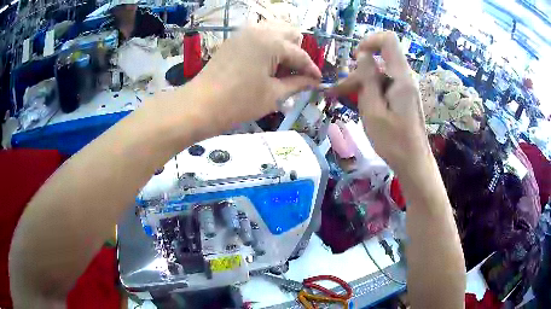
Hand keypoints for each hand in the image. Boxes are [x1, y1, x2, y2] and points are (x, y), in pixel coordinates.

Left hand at [185, 22, 321, 132]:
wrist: (200, 105)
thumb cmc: (239, 102)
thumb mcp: (273, 94)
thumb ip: (297, 84)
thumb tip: (313, 82)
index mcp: (272, 42)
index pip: (300, 55)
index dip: (312, 70)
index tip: (318, 81)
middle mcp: (260, 30)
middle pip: (290, 33)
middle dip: (298, 53)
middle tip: (297, 74)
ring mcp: (244, 32)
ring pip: (274, 31)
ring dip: (284, 47)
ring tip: (282, 70)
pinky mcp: (234, 39)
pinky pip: (259, 36)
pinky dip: (268, 46)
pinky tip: (266, 64)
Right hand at [332, 32, 429, 175]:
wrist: (413, 161)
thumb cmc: (393, 140)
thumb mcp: (373, 109)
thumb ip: (368, 78)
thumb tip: (362, 56)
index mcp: (401, 76)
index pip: (388, 40)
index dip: (369, 41)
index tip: (355, 58)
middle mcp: (405, 77)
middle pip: (379, 59)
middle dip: (357, 71)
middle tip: (337, 90)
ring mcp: (404, 87)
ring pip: (379, 73)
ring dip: (360, 82)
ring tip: (340, 97)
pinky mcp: (402, 96)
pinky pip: (384, 84)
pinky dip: (369, 90)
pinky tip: (356, 102)